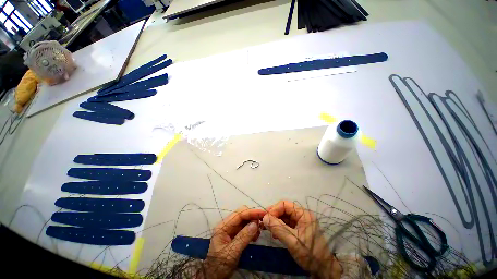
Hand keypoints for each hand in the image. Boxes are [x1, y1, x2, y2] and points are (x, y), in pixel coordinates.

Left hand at [201, 206, 265, 278]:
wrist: (214, 277)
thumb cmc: (220, 265)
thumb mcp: (232, 252)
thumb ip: (243, 237)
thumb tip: (255, 224)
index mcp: (223, 226)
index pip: (238, 214)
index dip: (251, 212)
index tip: (262, 213)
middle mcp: (227, 225)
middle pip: (242, 215)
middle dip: (252, 217)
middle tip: (262, 223)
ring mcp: (231, 230)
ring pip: (244, 221)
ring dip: (253, 224)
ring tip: (259, 232)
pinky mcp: (235, 236)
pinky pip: (245, 228)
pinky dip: (251, 230)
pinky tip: (255, 236)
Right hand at [263, 200, 342, 278]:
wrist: (323, 270)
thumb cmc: (310, 254)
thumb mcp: (292, 241)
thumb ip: (278, 228)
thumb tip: (264, 217)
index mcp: (303, 214)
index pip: (285, 204)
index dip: (274, 209)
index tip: (266, 218)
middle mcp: (302, 215)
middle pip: (285, 210)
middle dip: (274, 215)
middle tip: (265, 222)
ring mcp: (301, 222)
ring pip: (285, 217)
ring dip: (276, 221)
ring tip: (269, 229)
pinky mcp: (300, 229)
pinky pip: (287, 224)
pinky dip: (280, 227)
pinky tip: (275, 234)